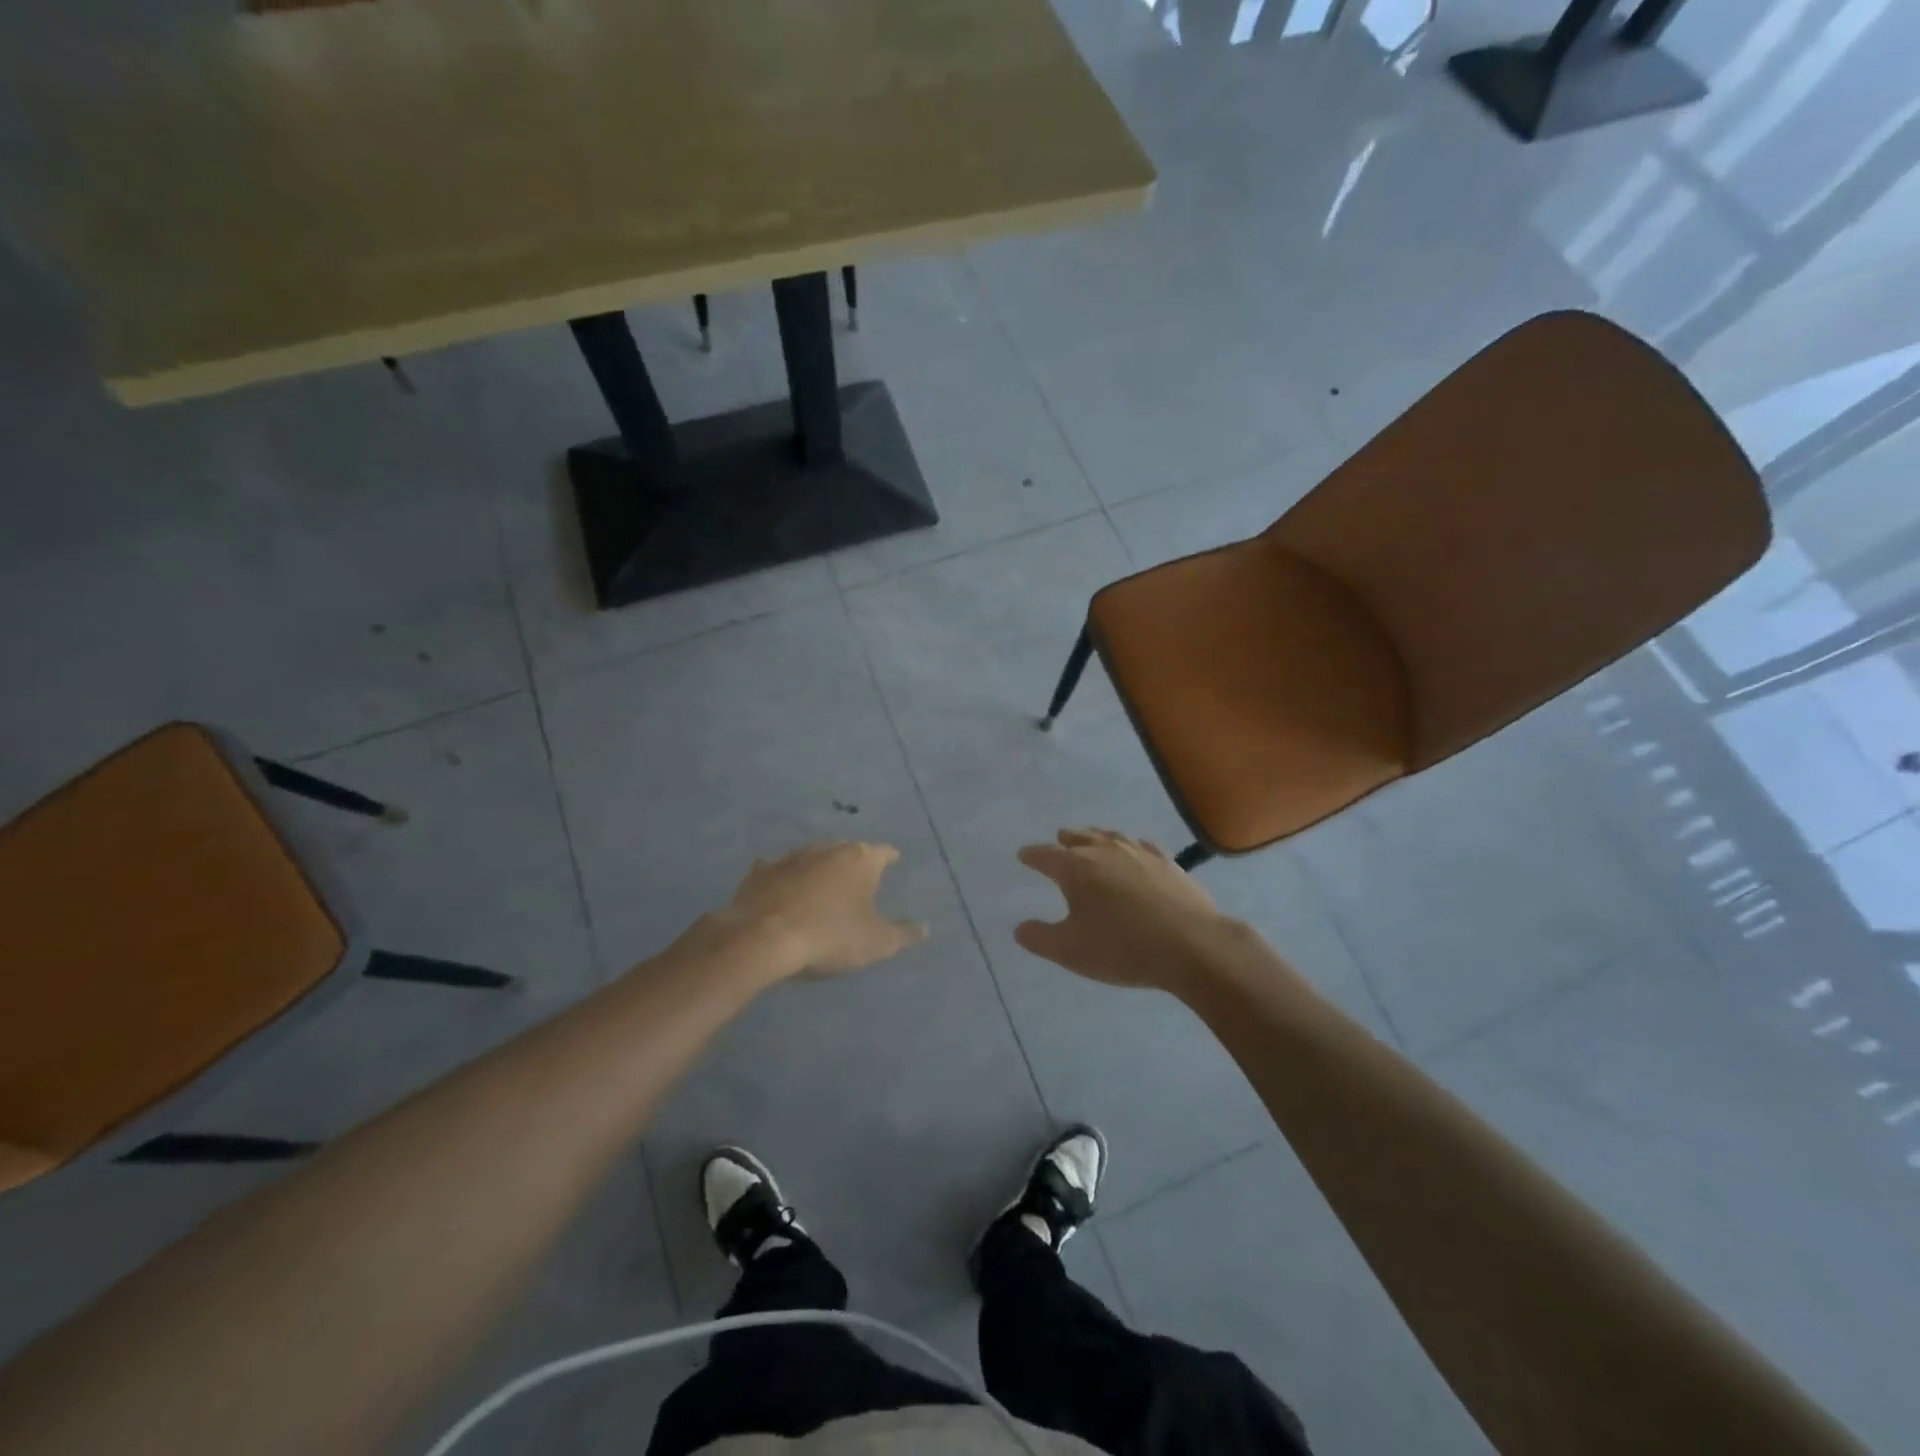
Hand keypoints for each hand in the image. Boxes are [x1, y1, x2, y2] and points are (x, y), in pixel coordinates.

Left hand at [718, 841, 926, 976]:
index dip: (890, 857)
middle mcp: (827, 849)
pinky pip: (779, 869)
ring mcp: (791, 857)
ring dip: (819, 867)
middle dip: (854, 860)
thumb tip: (924, 927)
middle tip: (859, 876)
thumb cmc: (830, 936)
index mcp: (860, 860)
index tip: (895, 860)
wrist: (763, 938)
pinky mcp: (761, 872)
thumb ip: (903, 933)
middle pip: (847, 849)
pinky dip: (785, 877)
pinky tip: (783, 887)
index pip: (883, 852)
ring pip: (812, 856)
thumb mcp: (876, 942)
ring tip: (823, 882)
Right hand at [1015, 828, 1232, 992]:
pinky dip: (1132, 846)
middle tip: (1059, 840)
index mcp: (1076, 868)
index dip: (1032, 855)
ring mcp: (1139, 854)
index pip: (1045, 855)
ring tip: (1092, 838)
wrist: (1192, 945)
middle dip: (1066, 840)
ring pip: (1111, 837)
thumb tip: (1020, 928)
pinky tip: (1137, 849)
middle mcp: (1105, 852)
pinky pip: (1143, 846)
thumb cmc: (1122, 948)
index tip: (1023, 855)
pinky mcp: (1168, 863)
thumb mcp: (1070, 951)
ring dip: (1097, 837)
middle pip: (1079, 838)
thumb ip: (1040, 938)